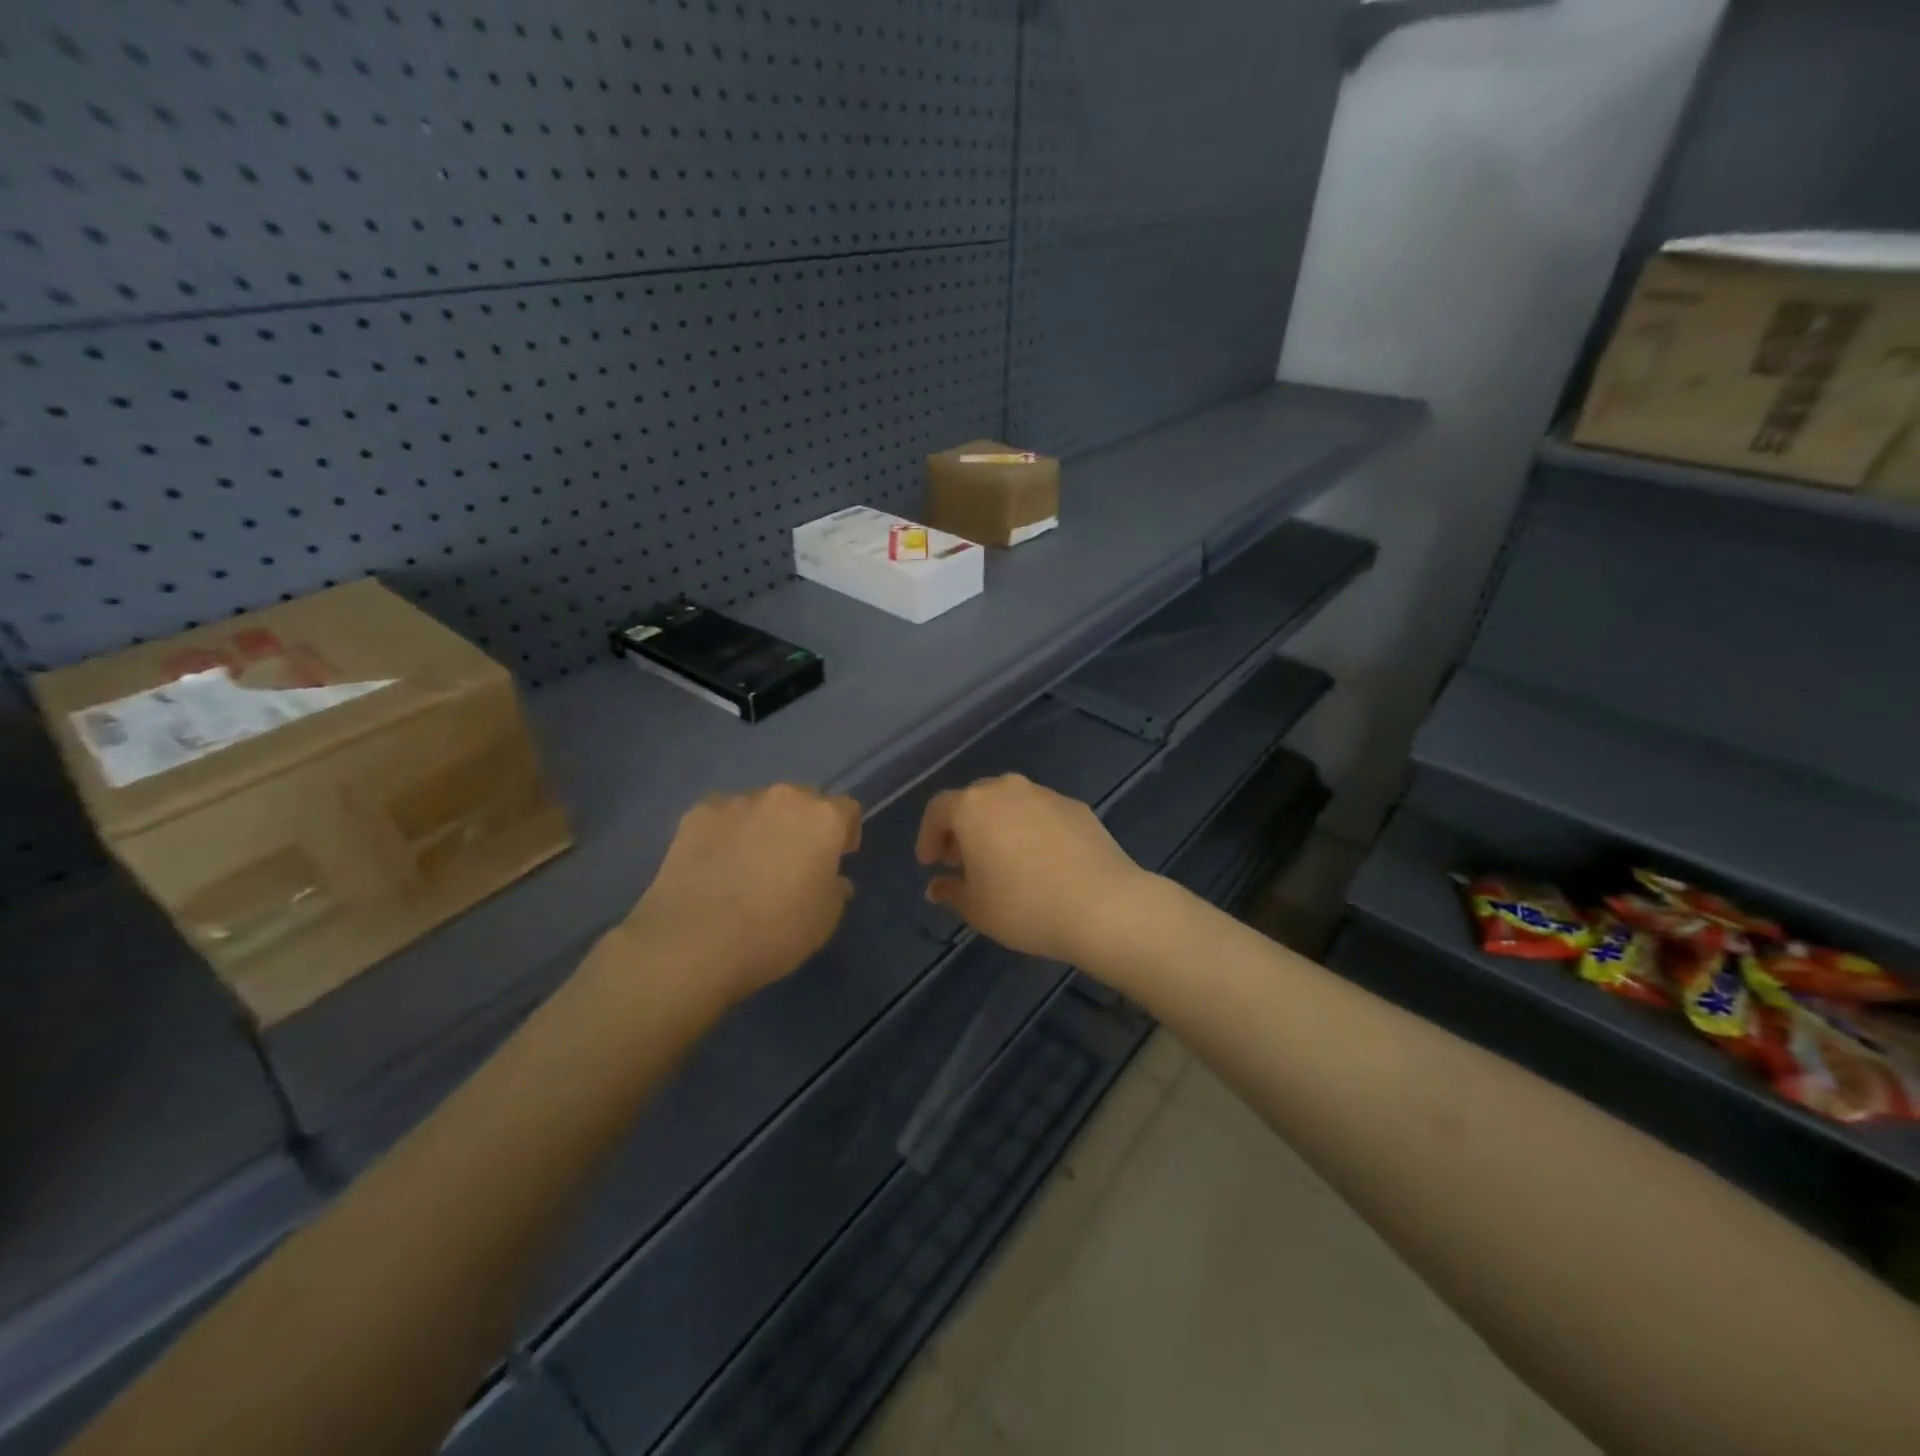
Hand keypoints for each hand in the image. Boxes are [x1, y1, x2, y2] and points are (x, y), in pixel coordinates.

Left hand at [622, 784, 860, 1007]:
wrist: (695, 941)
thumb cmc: (776, 931)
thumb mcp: (825, 920)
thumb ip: (835, 889)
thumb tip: (832, 879)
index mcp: (823, 818)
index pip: (847, 810)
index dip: (844, 834)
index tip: (837, 859)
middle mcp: (784, 798)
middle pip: (802, 802)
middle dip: (802, 825)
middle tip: (792, 862)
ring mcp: (736, 802)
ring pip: (760, 807)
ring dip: (762, 827)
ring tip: (747, 865)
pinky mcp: (696, 814)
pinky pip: (721, 817)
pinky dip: (724, 833)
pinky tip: (715, 864)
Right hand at [916, 774, 1149, 963]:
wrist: (1104, 905)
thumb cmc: (1025, 907)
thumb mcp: (977, 909)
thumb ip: (951, 892)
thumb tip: (937, 886)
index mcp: (973, 807)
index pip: (938, 810)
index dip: (928, 836)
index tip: (930, 863)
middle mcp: (1006, 789)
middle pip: (974, 800)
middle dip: (962, 828)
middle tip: (962, 861)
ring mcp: (1044, 794)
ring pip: (1009, 803)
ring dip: (997, 826)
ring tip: (1002, 861)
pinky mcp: (1076, 806)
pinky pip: (1040, 813)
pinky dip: (1030, 829)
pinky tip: (1040, 860)